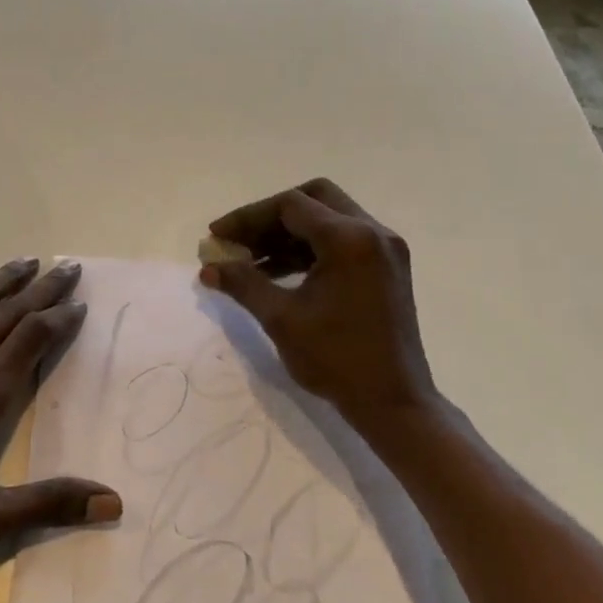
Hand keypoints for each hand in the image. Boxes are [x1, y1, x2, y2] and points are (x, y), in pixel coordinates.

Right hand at [200, 178, 438, 428]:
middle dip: (270, 217)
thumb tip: (208, 268)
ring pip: (328, 219)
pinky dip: (309, 249)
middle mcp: (372, 232)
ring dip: (288, 234)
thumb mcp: (281, 319)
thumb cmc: (337, 359)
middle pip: (313, 199)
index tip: (216, 237)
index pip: (290, 206)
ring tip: (250, 261)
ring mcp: (384, 250)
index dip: (247, 217)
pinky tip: (278, 273)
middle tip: (239, 240)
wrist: (393, 402)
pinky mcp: (386, 268)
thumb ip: (243, 284)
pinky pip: (342, 241)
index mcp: (349, 239)